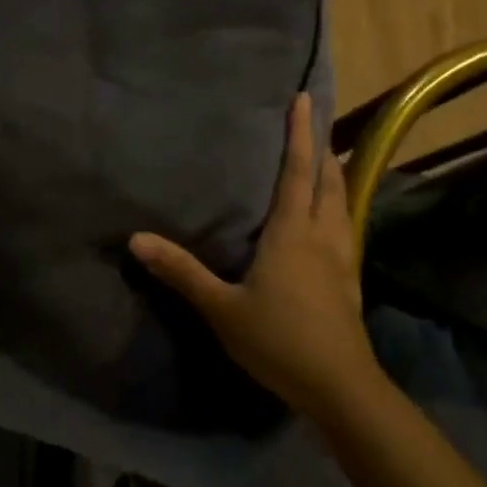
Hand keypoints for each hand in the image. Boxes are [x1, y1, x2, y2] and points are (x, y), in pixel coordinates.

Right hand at [129, 94, 374, 419]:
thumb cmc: (278, 341)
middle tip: (314, 125)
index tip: (305, 99)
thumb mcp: (221, 308)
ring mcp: (342, 259)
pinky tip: (333, 222)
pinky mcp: (350, 281)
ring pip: (342, 204)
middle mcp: (322, 235)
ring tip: (326, 162)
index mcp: (293, 232)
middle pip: (328, 181)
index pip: (297, 170)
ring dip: (334, 177)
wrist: (339, 387)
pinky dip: (339, 208)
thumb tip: (136, 239)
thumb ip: (181, 271)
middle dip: (321, 149)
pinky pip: (347, 228)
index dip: (300, 133)